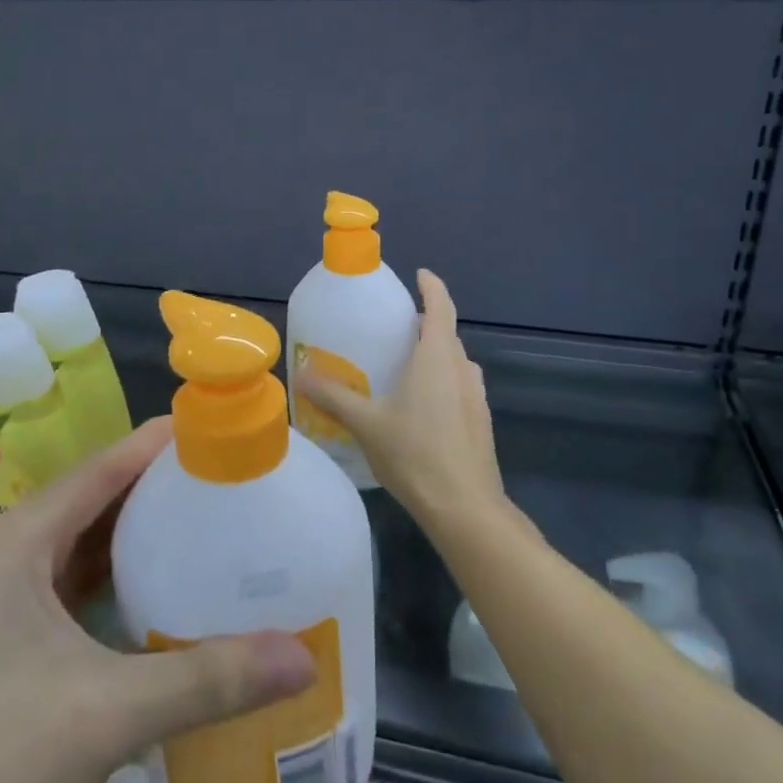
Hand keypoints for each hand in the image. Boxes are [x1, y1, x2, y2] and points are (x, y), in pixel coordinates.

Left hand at [0, 418, 315, 782]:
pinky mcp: (1, 635)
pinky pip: (70, 583)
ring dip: (138, 535)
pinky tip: (160, 591)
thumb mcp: (107, 716)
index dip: (162, 443)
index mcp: (16, 541)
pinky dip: (115, 578)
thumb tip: (302, 659)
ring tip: (210, 525)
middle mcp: (4, 551)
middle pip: (95, 498)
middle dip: (160, 488)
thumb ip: (207, 681)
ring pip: (82, 542)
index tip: (222, 432)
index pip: (103, 466)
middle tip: (232, 482)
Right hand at [298, 268, 503, 525]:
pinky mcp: (480, 422)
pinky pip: (460, 386)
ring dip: (435, 356)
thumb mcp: (367, 423)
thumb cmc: (415, 454)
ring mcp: (477, 396)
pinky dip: (442, 382)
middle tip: (394, 328)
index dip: (431, 286)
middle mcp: (462, 368)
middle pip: (446, 334)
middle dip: (425, 324)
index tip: (419, 274)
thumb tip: (302, 373)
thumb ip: (334, 396)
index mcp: (437, 357)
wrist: (465, 508)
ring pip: (455, 363)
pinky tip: (420, 407)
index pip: (440, 306)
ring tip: (404, 366)